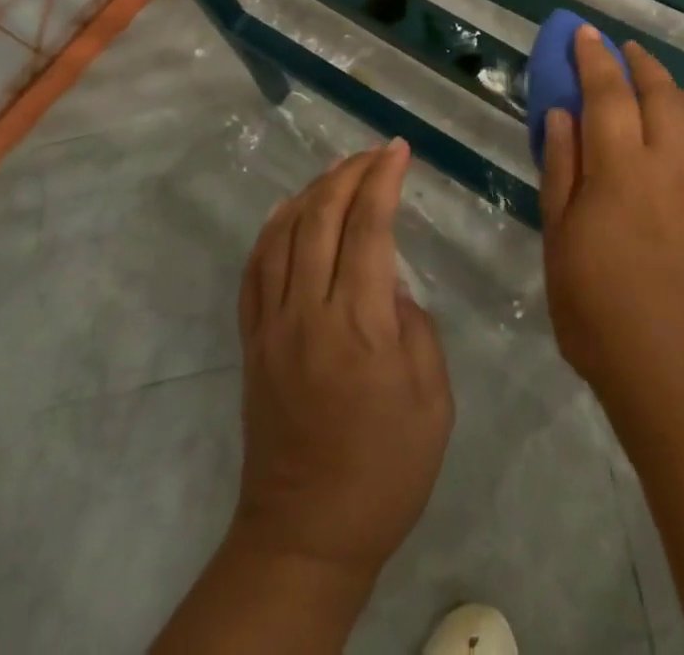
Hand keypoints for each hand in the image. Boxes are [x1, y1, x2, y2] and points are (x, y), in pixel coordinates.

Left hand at [230, 139, 452, 584]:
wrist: (307, 534)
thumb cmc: (386, 468)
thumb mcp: (431, 397)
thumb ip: (415, 326)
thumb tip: (390, 286)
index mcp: (360, 324)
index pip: (369, 227)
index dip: (383, 179)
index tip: (399, 149)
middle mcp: (309, 312)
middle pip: (321, 217)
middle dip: (350, 172)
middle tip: (376, 151)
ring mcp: (272, 325)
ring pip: (283, 234)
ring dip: (313, 190)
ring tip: (340, 170)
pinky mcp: (252, 342)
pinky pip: (254, 269)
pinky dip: (271, 229)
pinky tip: (287, 209)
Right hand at [541, 30, 683, 412]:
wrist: (675, 373)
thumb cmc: (599, 311)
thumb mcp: (560, 241)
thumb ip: (562, 169)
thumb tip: (561, 114)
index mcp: (622, 169)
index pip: (608, 93)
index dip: (594, 58)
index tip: (584, 33)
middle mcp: (671, 163)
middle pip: (660, 91)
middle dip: (638, 62)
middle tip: (621, 50)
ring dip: (674, 87)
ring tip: (656, 85)